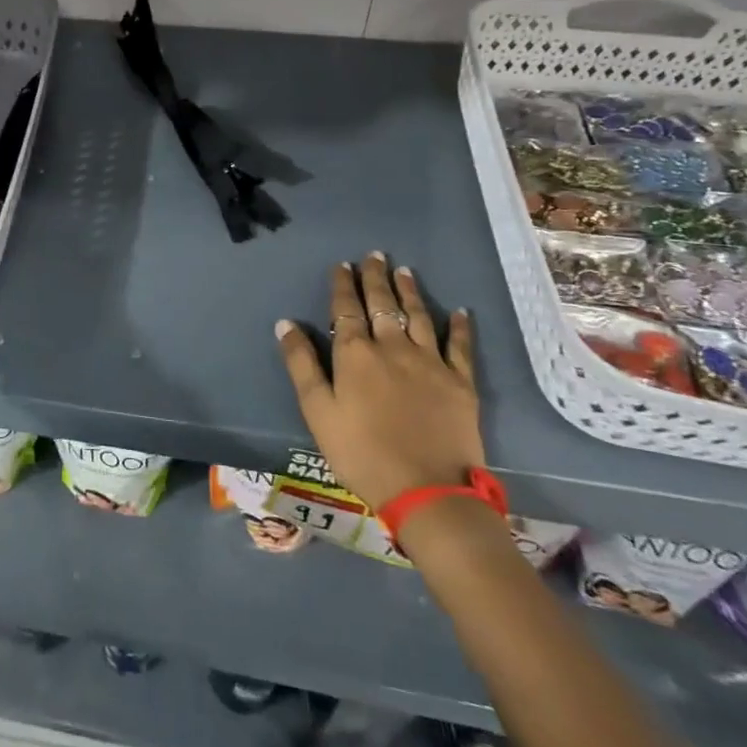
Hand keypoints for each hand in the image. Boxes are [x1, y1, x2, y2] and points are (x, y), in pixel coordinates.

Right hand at [275, 252, 481, 509]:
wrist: (427, 491)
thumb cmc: (361, 452)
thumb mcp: (318, 411)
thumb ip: (302, 364)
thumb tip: (285, 323)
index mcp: (356, 354)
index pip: (346, 309)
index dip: (343, 285)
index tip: (343, 265)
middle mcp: (393, 347)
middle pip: (383, 304)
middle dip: (376, 278)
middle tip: (374, 255)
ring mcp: (431, 362)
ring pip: (419, 316)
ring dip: (410, 291)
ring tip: (404, 271)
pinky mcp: (461, 382)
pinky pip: (461, 346)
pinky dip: (460, 326)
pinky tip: (460, 311)